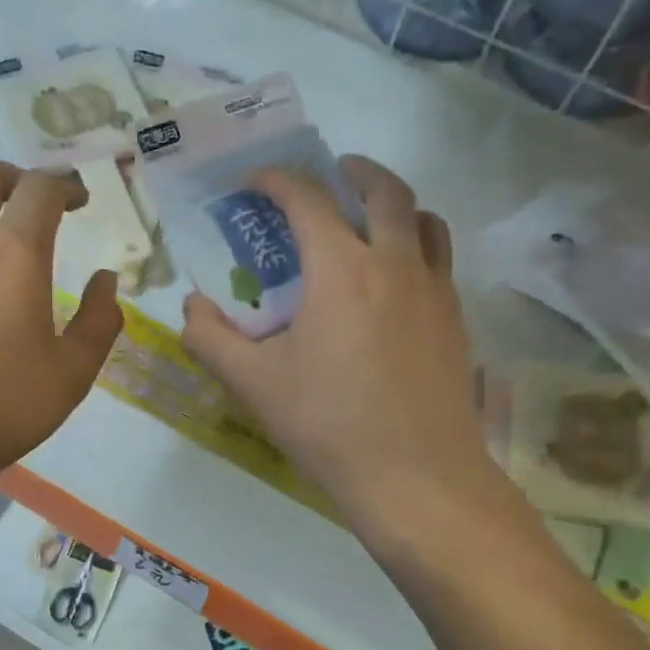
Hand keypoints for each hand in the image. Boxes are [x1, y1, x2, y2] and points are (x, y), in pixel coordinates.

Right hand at [180, 157, 489, 534]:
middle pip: (384, 190)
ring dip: (394, 205)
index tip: (255, 182)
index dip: (277, 180)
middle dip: (353, 171)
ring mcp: (434, 291)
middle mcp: (395, 263)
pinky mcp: (456, 321)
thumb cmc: (329, 426)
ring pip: (424, 220)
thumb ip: (212, 338)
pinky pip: (439, 261)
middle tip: (331, 176)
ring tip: (369, 222)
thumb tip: (193, 307)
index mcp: (341, 268)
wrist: (416, 477)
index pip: (307, 200)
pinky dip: (416, 247)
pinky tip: (394, 285)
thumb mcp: (254, 384)